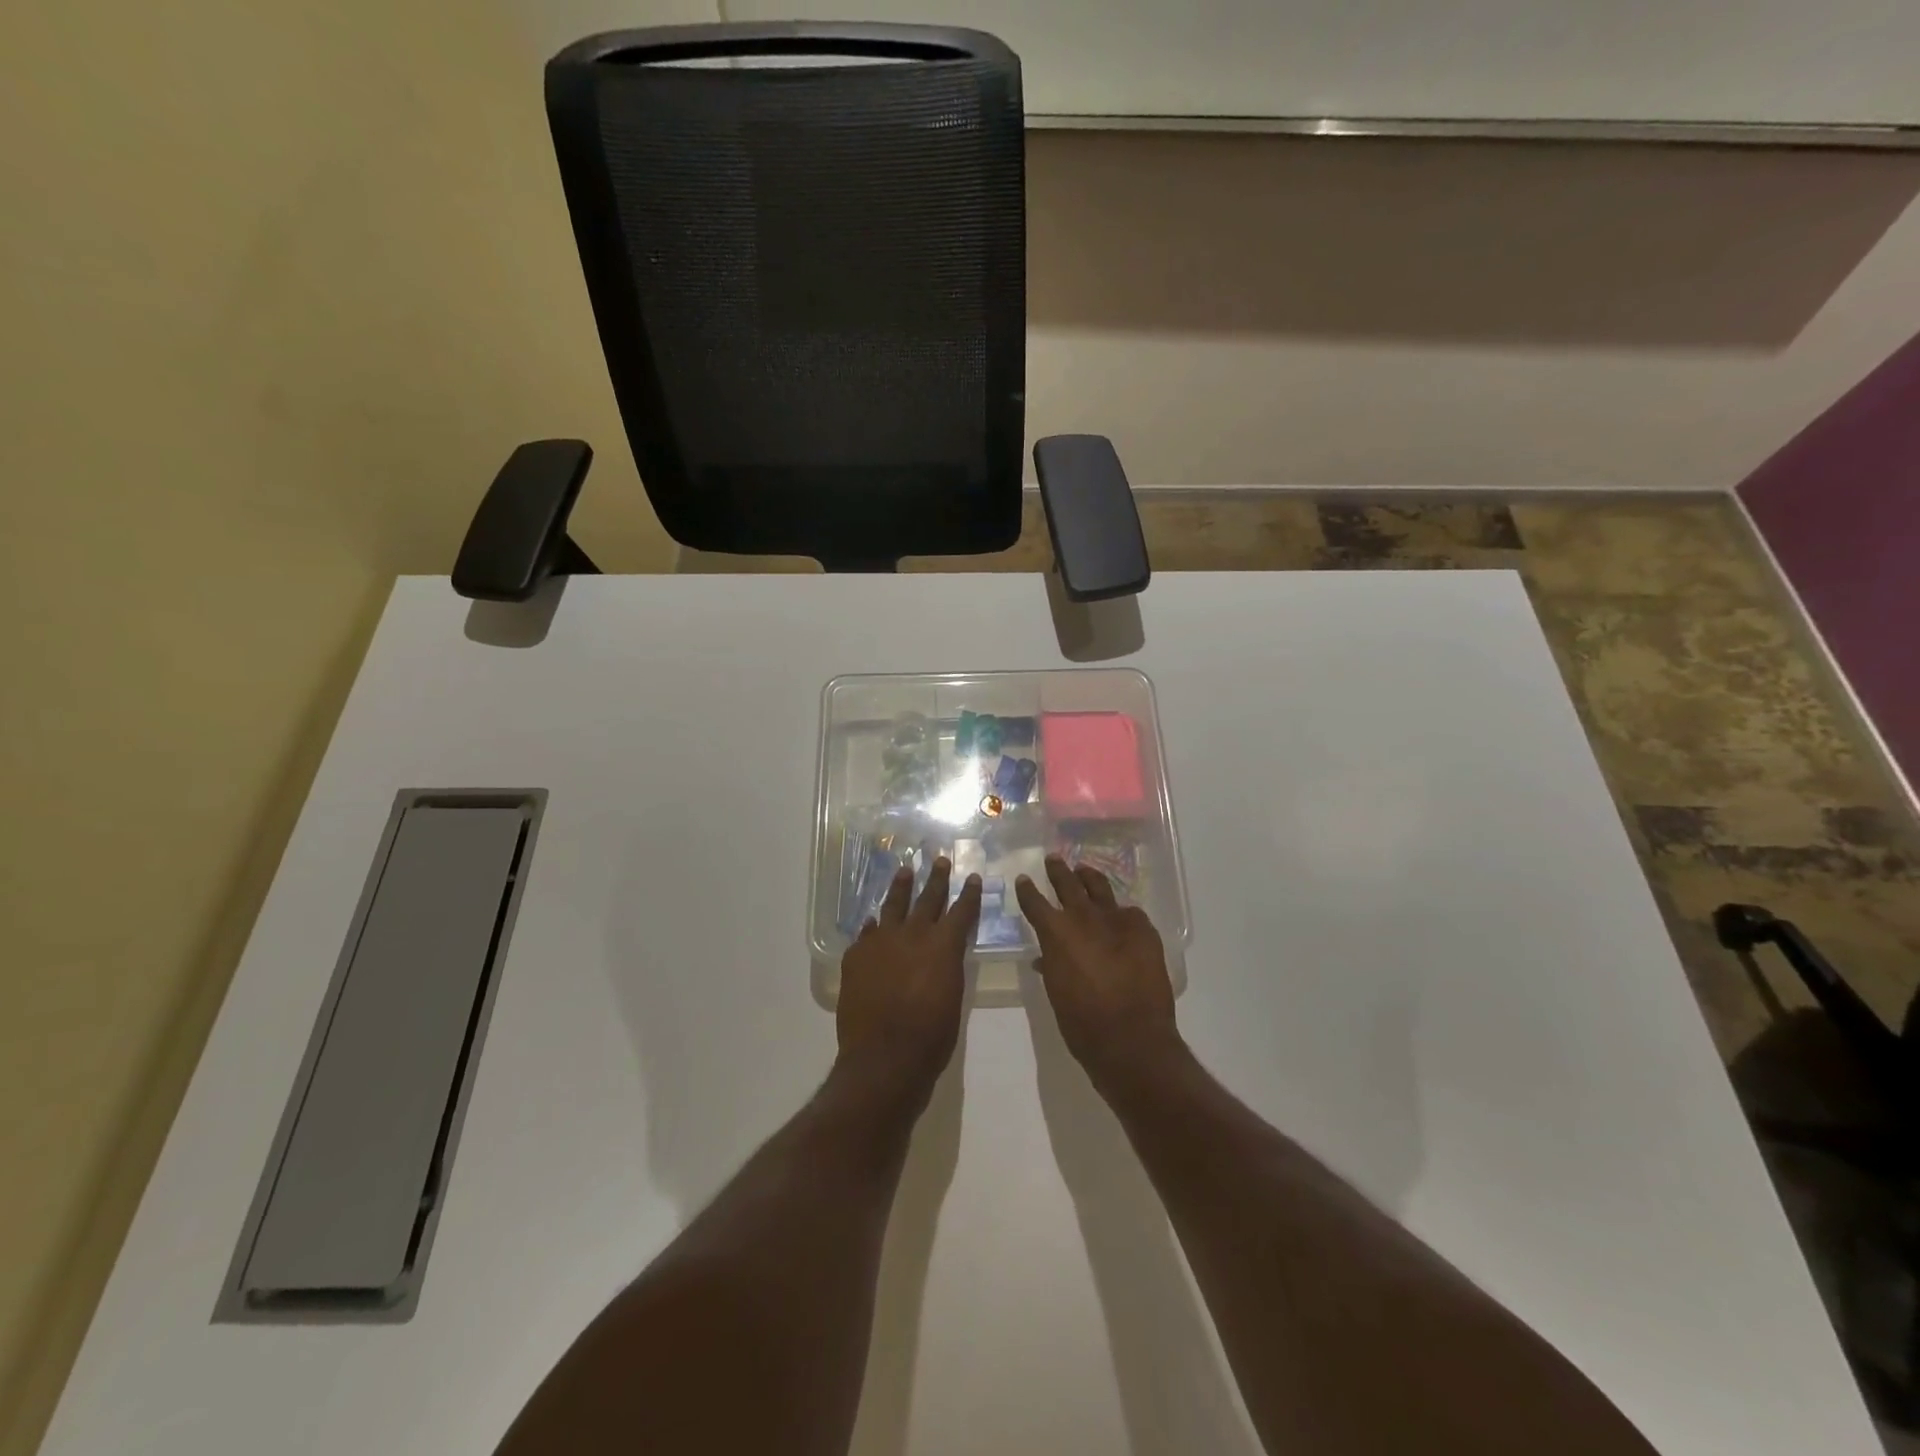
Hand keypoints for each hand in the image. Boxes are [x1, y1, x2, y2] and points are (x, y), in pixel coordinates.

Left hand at [837, 857, 981, 1109]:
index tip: (973, 877)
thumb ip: (948, 966)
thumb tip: (943, 952)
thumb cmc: (931, 1035)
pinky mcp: (856, 956)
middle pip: (927, 898)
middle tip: (939, 859)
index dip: (969, 894)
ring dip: (900, 887)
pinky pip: (867, 933)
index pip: (961, 910)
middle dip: (936, 878)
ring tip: (904, 870)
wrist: (884, 1057)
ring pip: (892, 906)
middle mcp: (912, 934)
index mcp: (943, 945)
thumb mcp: (952, 996)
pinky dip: (873, 926)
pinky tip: (873, 920)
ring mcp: (880, 942)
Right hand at [1016, 855, 1179, 1090]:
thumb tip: (1047, 958)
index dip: (1027, 890)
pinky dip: (1121, 913)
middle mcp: (1083, 918)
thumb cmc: (1083, 1023)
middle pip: (1067, 883)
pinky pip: (1129, 913)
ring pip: (1099, 887)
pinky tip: (1121, 916)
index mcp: (1056, 933)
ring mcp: (1116, 920)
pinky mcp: (1143, 930)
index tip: (1024, 879)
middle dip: (1058, 871)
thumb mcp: (1057, 993)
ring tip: (1084, 870)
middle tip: (1054, 859)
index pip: (1035, 901)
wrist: (1131, 1038)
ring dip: (1089, 877)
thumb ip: (1052, 966)